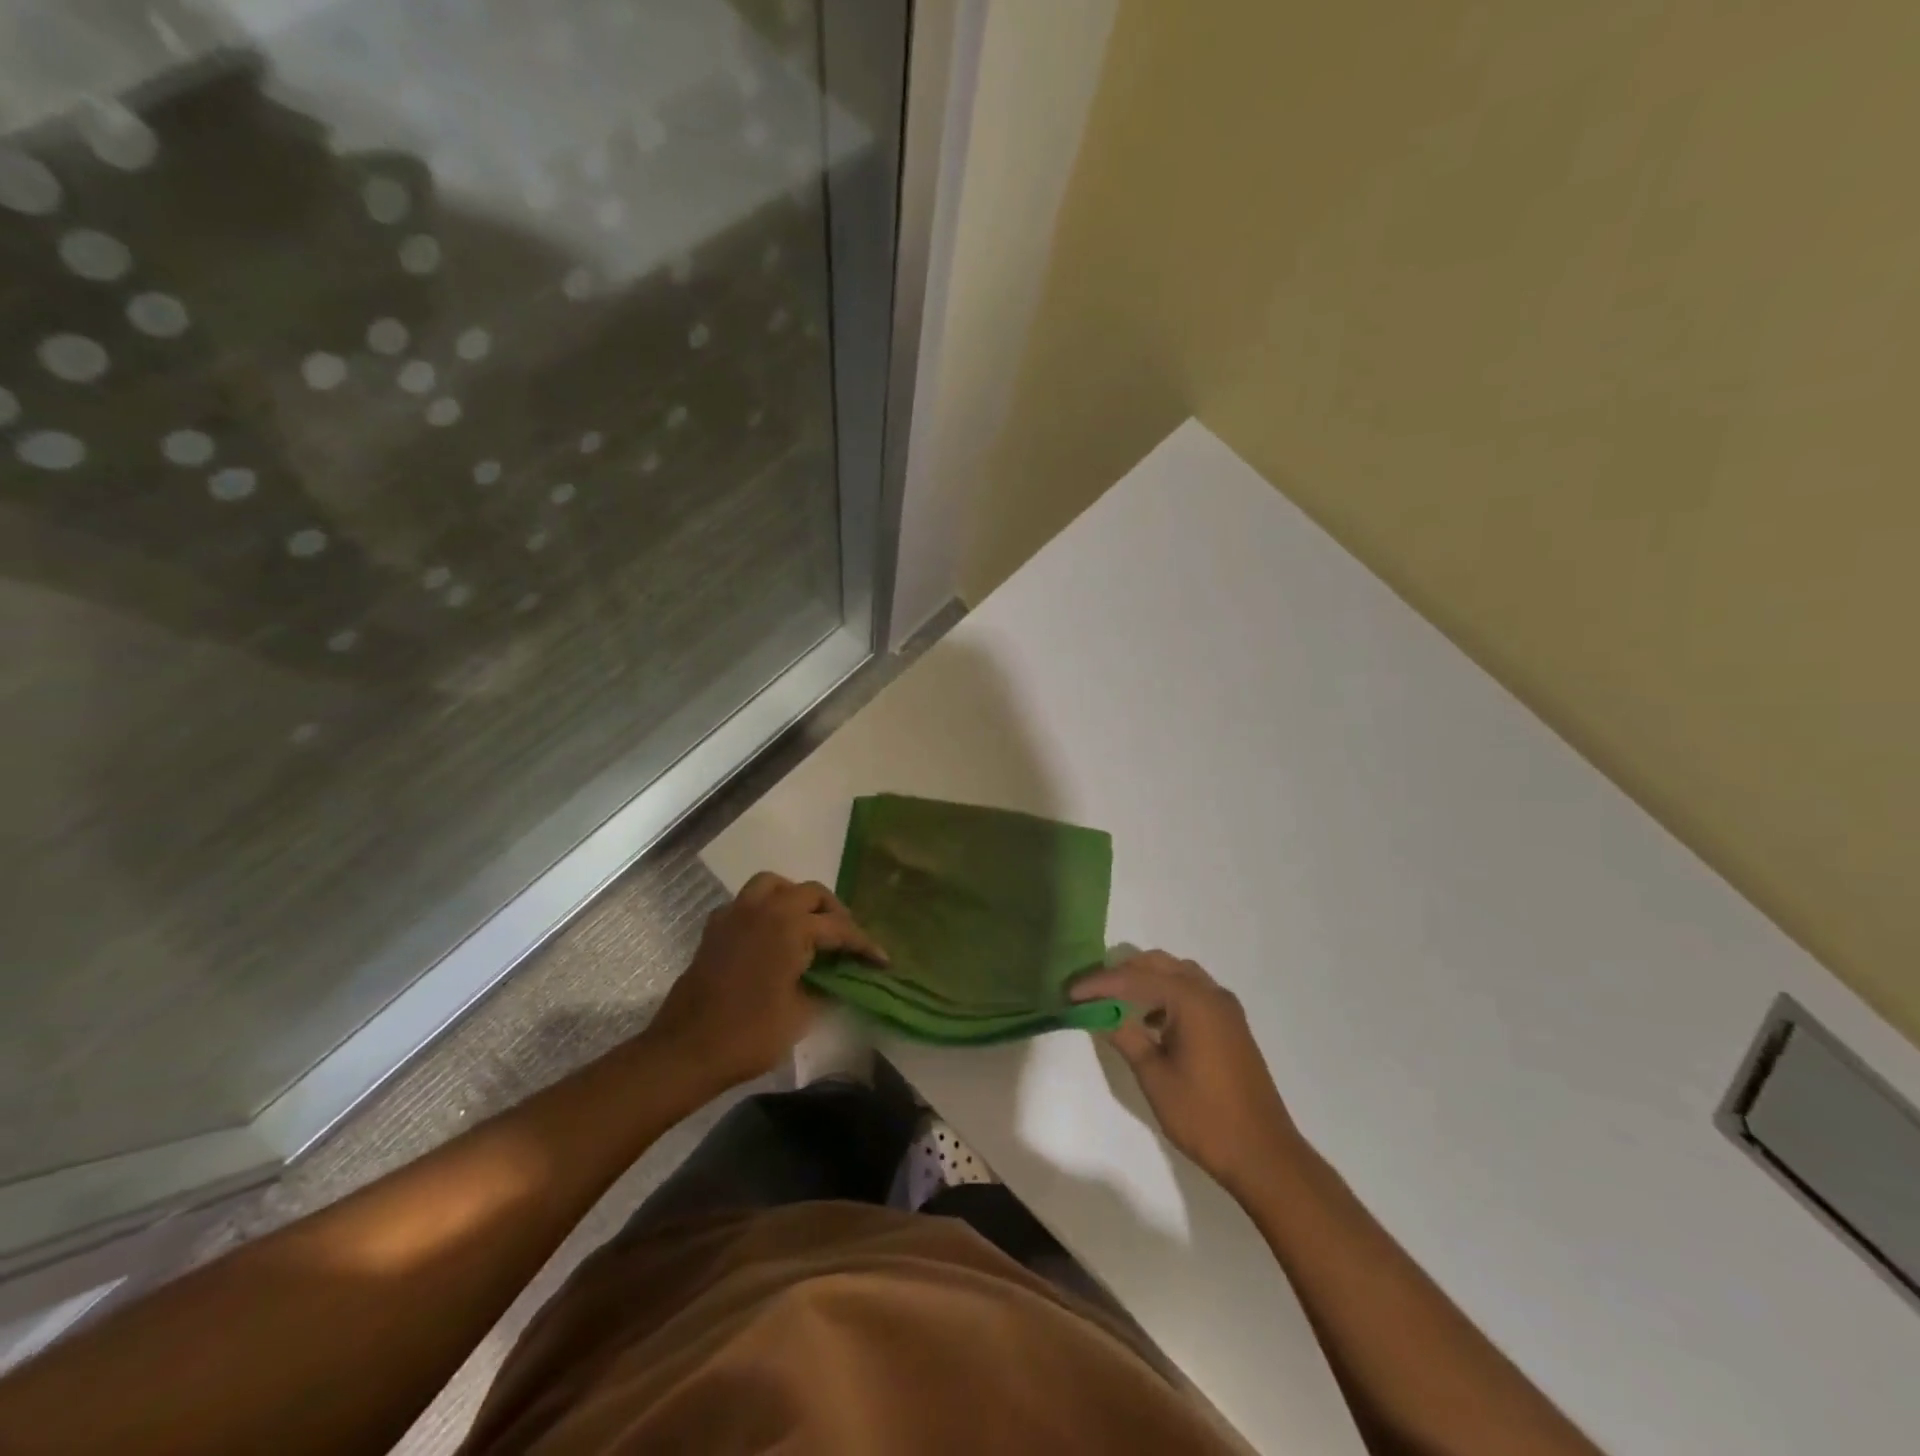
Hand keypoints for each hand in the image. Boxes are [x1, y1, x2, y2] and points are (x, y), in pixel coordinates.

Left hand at [645, 873, 886, 1090]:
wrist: (686, 1051)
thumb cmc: (749, 1035)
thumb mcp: (801, 1015)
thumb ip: (825, 988)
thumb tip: (838, 980)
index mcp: (791, 926)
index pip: (839, 929)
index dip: (864, 945)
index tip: (882, 962)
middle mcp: (765, 909)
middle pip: (811, 893)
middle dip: (834, 913)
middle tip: (847, 941)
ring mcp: (736, 914)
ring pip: (775, 885)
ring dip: (797, 898)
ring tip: (809, 924)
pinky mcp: (716, 928)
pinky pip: (747, 902)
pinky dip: (765, 909)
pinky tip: (771, 935)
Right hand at [1072, 951, 1299, 1198]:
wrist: (1264, 1155)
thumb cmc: (1204, 1116)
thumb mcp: (1154, 1075)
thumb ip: (1124, 1035)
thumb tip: (1098, 1013)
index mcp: (1191, 1000)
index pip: (1134, 978)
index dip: (1098, 984)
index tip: (1069, 993)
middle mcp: (1210, 992)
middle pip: (1157, 964)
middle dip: (1121, 973)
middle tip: (1090, 992)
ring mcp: (1224, 1007)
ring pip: (1176, 974)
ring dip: (1144, 981)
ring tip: (1115, 1002)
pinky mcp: (1230, 1024)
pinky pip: (1191, 991)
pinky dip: (1166, 994)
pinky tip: (1149, 1021)